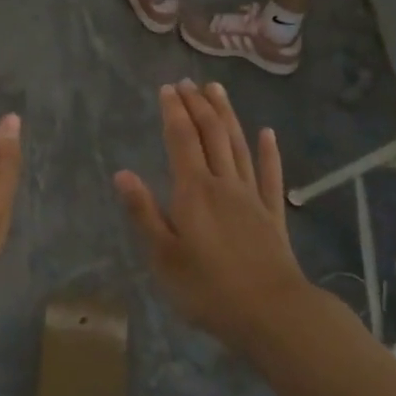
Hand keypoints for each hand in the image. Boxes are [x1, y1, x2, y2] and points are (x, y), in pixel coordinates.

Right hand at [115, 80, 311, 352]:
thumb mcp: (163, 257)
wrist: (271, 312)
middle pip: (212, 135)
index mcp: (193, 192)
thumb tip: (122, 173)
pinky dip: (269, 152)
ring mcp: (252, 197)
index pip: (182, 141)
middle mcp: (224, 184)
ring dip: (228, 116)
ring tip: (218, 90)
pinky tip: (268, 134)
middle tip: (188, 82)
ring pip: (239, 146)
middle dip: (198, 105)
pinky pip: (270, 175)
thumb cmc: (208, 289)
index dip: (174, 112)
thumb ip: (144, 213)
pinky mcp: (273, 215)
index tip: (167, 88)